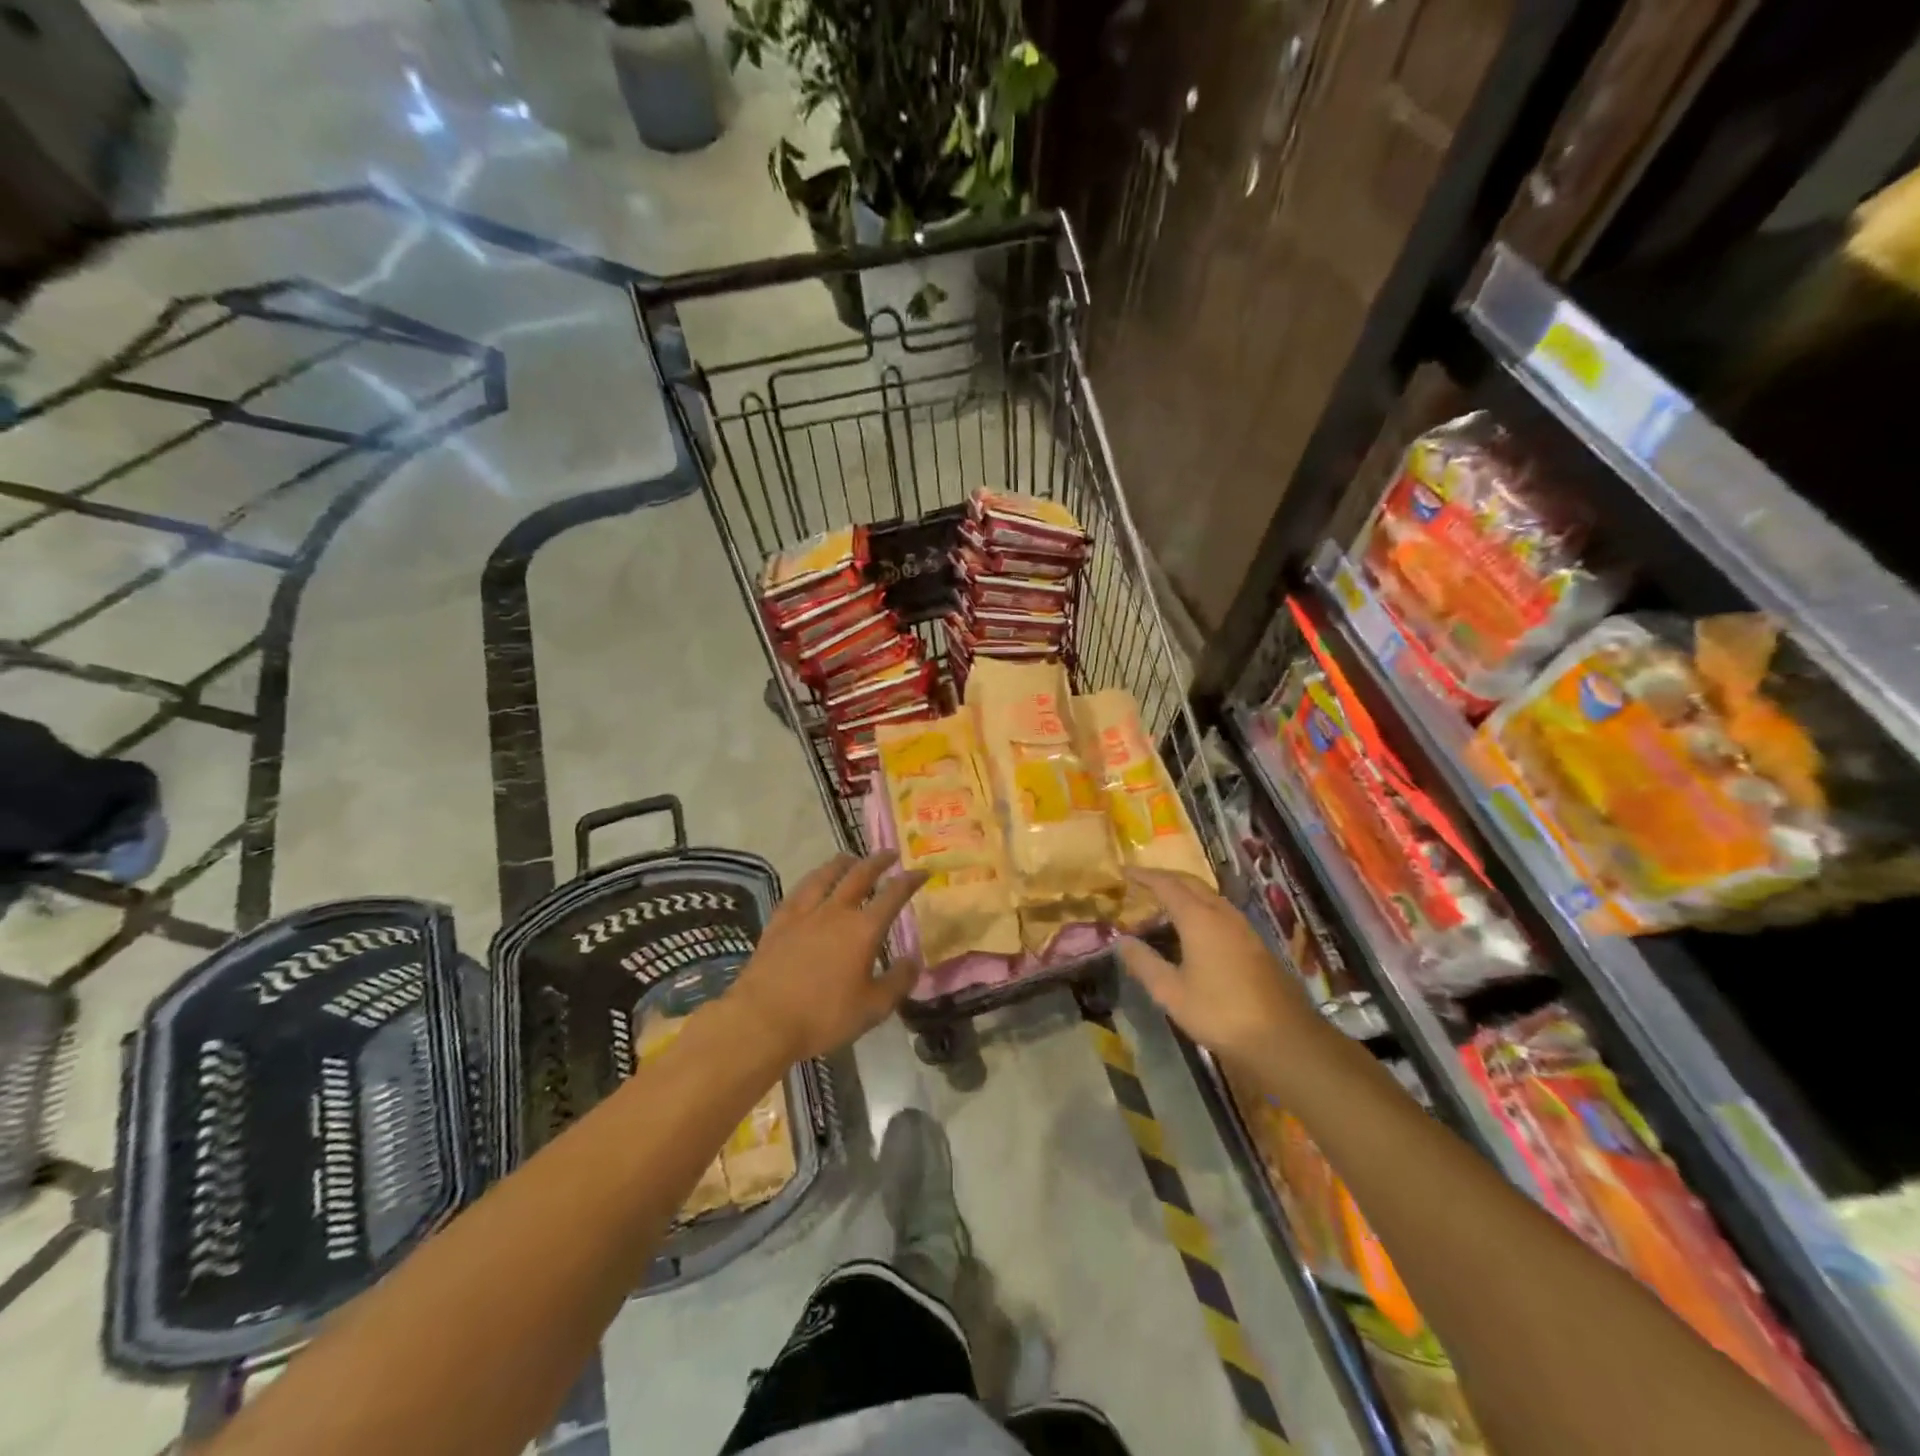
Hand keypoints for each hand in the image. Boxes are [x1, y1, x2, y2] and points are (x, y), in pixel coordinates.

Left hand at [727, 851, 926, 1063]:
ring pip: (826, 875)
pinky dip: (812, 880)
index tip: (922, 871)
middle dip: (878, 862)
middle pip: (859, 875)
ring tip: (851, 858)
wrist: (762, 1020)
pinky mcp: (779, 922)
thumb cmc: (823, 1016)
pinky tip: (811, 883)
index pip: (893, 895)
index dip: (909, 881)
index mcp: (863, 929)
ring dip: (842, 863)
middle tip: (889, 854)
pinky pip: (798, 891)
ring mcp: (804, 913)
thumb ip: (897, 982)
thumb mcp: (872, 1008)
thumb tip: (914, 960)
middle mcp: (835, 911)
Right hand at [1118, 869, 1317, 1070]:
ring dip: (1185, 892)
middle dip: (1165, 878)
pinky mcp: (1255, 944)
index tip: (1125, 871)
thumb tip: (1122, 941)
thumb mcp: (1171, 992)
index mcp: (1199, 919)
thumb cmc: (1220, 1013)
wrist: (1284, 1038)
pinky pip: (1221, 911)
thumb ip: (1144, 963)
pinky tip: (1195, 929)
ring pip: (1209, 896)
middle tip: (1142, 882)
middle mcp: (1222, 914)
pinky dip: (1200, 908)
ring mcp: (1243, 928)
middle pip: (1191, 883)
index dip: (1144, 876)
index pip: (1166, 885)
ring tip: (1164, 904)